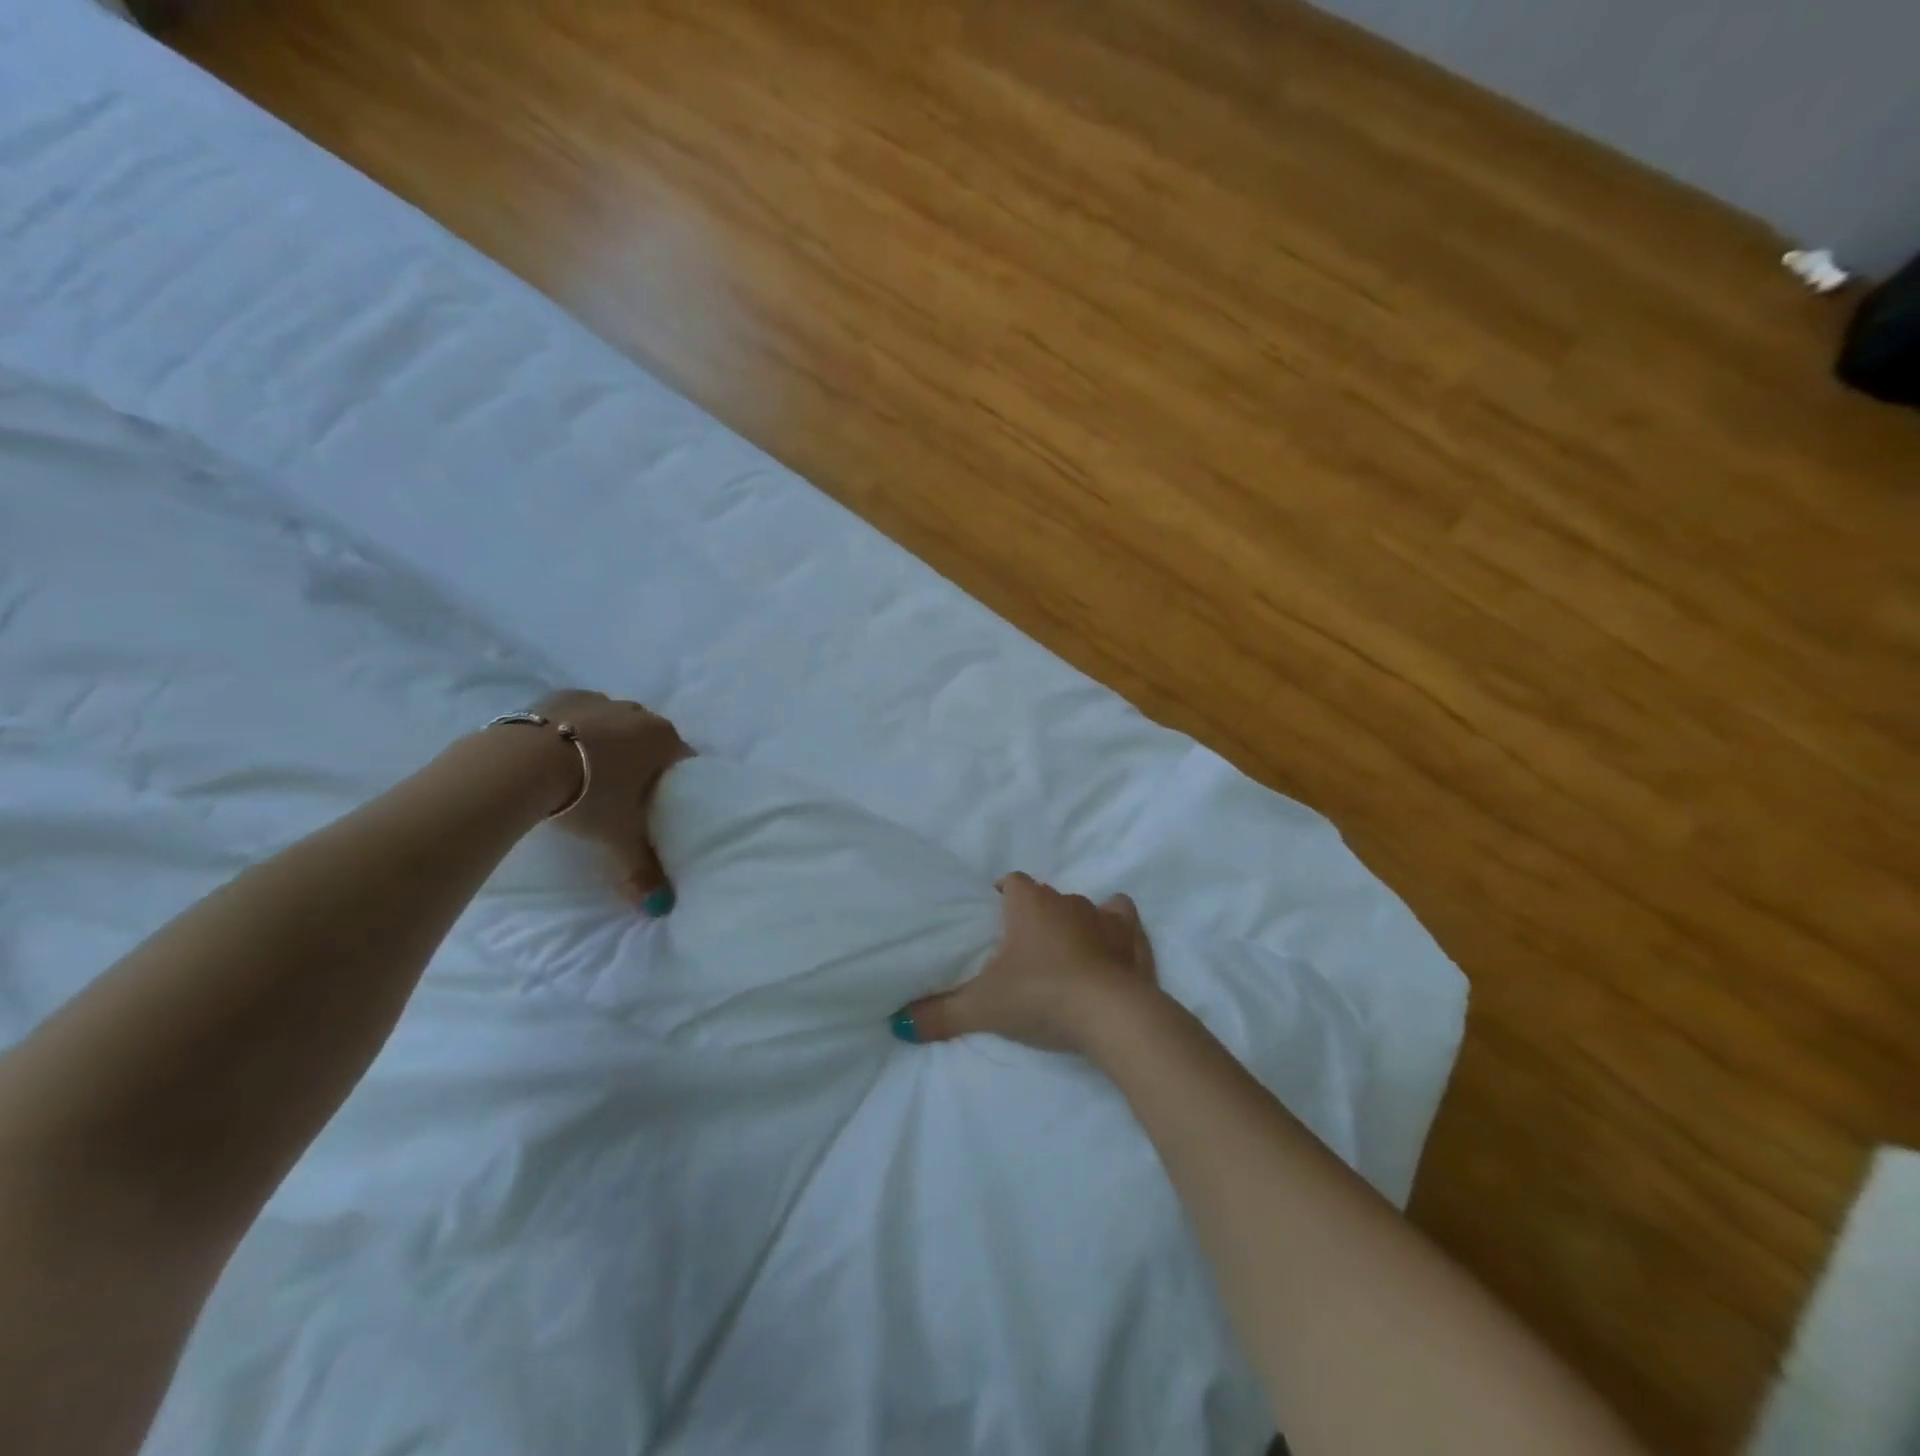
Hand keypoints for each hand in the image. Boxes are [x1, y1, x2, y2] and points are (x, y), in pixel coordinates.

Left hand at [531, 689, 692, 901]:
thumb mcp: (619, 837)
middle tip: (626, 793)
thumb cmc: (588, 796)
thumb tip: (662, 908)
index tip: (662, 802)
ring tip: (588, 774)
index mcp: (662, 739)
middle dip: (643, 760)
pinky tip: (560, 753)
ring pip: (615, 723)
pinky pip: (578, 714)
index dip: (676, 781)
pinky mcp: (558, 696)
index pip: (684, 759)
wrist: (519, 765)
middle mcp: (637, 712)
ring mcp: (597, 700)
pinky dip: (575, 731)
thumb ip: (643, 870)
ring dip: (609, 743)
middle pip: (650, 738)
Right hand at [894, 872, 1158, 1052]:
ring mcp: (1103, 915)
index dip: (1000, 898)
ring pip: (1081, 908)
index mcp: (1028, 903)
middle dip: (1033, 917)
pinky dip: (1114, 930)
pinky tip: (1109, 947)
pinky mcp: (1132, 937)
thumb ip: (939, 1014)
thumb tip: (896, 1025)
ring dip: (1072, 925)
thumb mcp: (982, 1008)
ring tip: (1062, 957)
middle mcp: (1065, 899)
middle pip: (1044, 898)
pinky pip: (1121, 919)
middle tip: (1021, 953)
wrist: (1111, 1015)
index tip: (993, 924)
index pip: (1010, 883)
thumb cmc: (1040, 996)